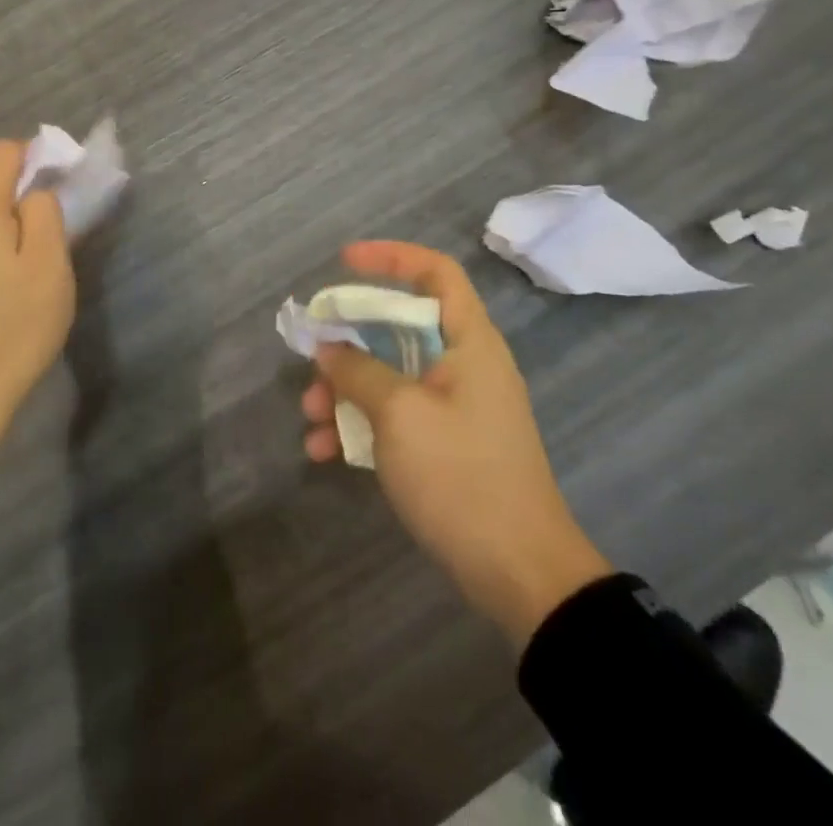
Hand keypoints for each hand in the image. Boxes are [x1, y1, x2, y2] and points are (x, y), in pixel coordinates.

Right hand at [302, 241, 611, 645]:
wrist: (521, 576)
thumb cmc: (462, 477)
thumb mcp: (400, 415)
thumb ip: (358, 371)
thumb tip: (329, 348)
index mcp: (469, 342)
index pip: (435, 273)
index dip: (391, 256)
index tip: (343, 262)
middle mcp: (464, 365)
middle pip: (401, 326)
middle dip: (350, 340)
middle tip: (313, 356)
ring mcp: (455, 408)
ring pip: (391, 374)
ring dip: (347, 389)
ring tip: (311, 416)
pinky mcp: (445, 445)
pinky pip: (396, 415)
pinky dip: (362, 424)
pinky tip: (325, 451)